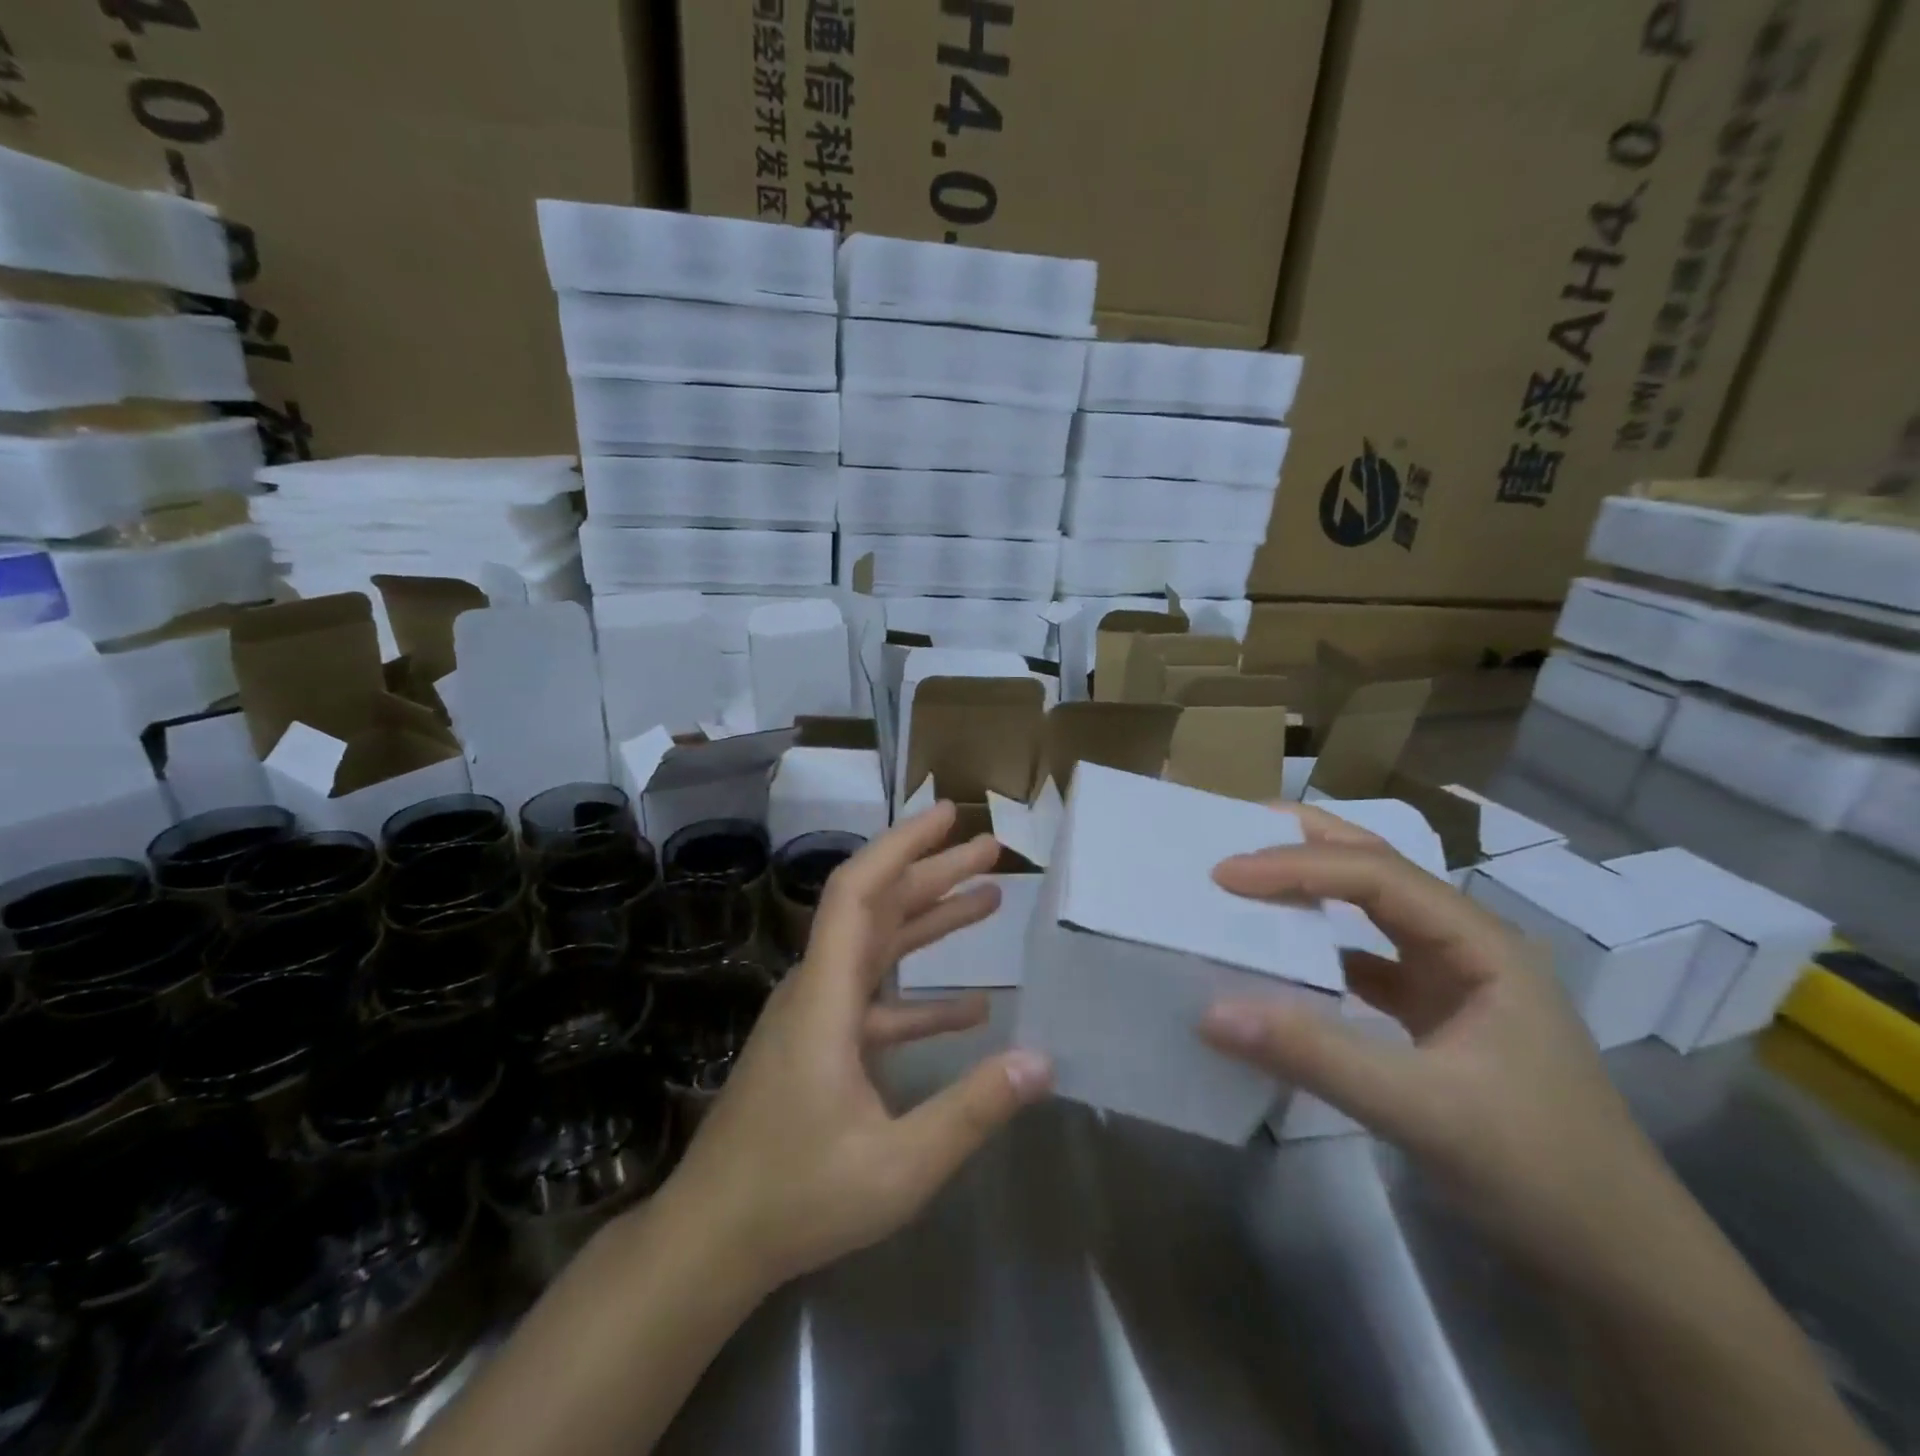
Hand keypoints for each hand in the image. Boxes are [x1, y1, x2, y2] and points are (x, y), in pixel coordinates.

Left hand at [664, 802, 1052, 1291]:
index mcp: (826, 995)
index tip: (947, 816)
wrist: (713, 1239)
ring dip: (931, 922)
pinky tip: (973, 1008)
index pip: (858, 892)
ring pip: (878, 948)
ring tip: (990, 899)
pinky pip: (876, 1001)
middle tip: (991, 850)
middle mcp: (818, 989)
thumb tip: (1042, 1061)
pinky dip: (921, 994)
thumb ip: (971, 1110)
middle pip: (877, 907)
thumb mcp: (898, 1165)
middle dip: (934, 872)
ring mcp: (817, 1017)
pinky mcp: (820, 1046)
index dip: (902, 844)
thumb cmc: (798, 1196)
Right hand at [1199, 832, 1668, 1281]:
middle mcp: (1467, 945)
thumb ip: (1314, 1055)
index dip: (1297, 866)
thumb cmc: (1539, 1171)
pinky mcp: (1434, 1015)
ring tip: (1250, 875)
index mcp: (1481, 944)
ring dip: (1313, 888)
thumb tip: (1210, 1012)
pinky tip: (1282, 954)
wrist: (1621, 1264)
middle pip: (1379, 869)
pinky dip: (1319, 947)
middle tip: (1238, 829)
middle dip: (1309, 842)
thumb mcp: (1421, 1110)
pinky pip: (1364, 960)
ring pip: (1372, 909)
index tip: (1224, 873)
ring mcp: (1452, 979)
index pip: (1376, 875)